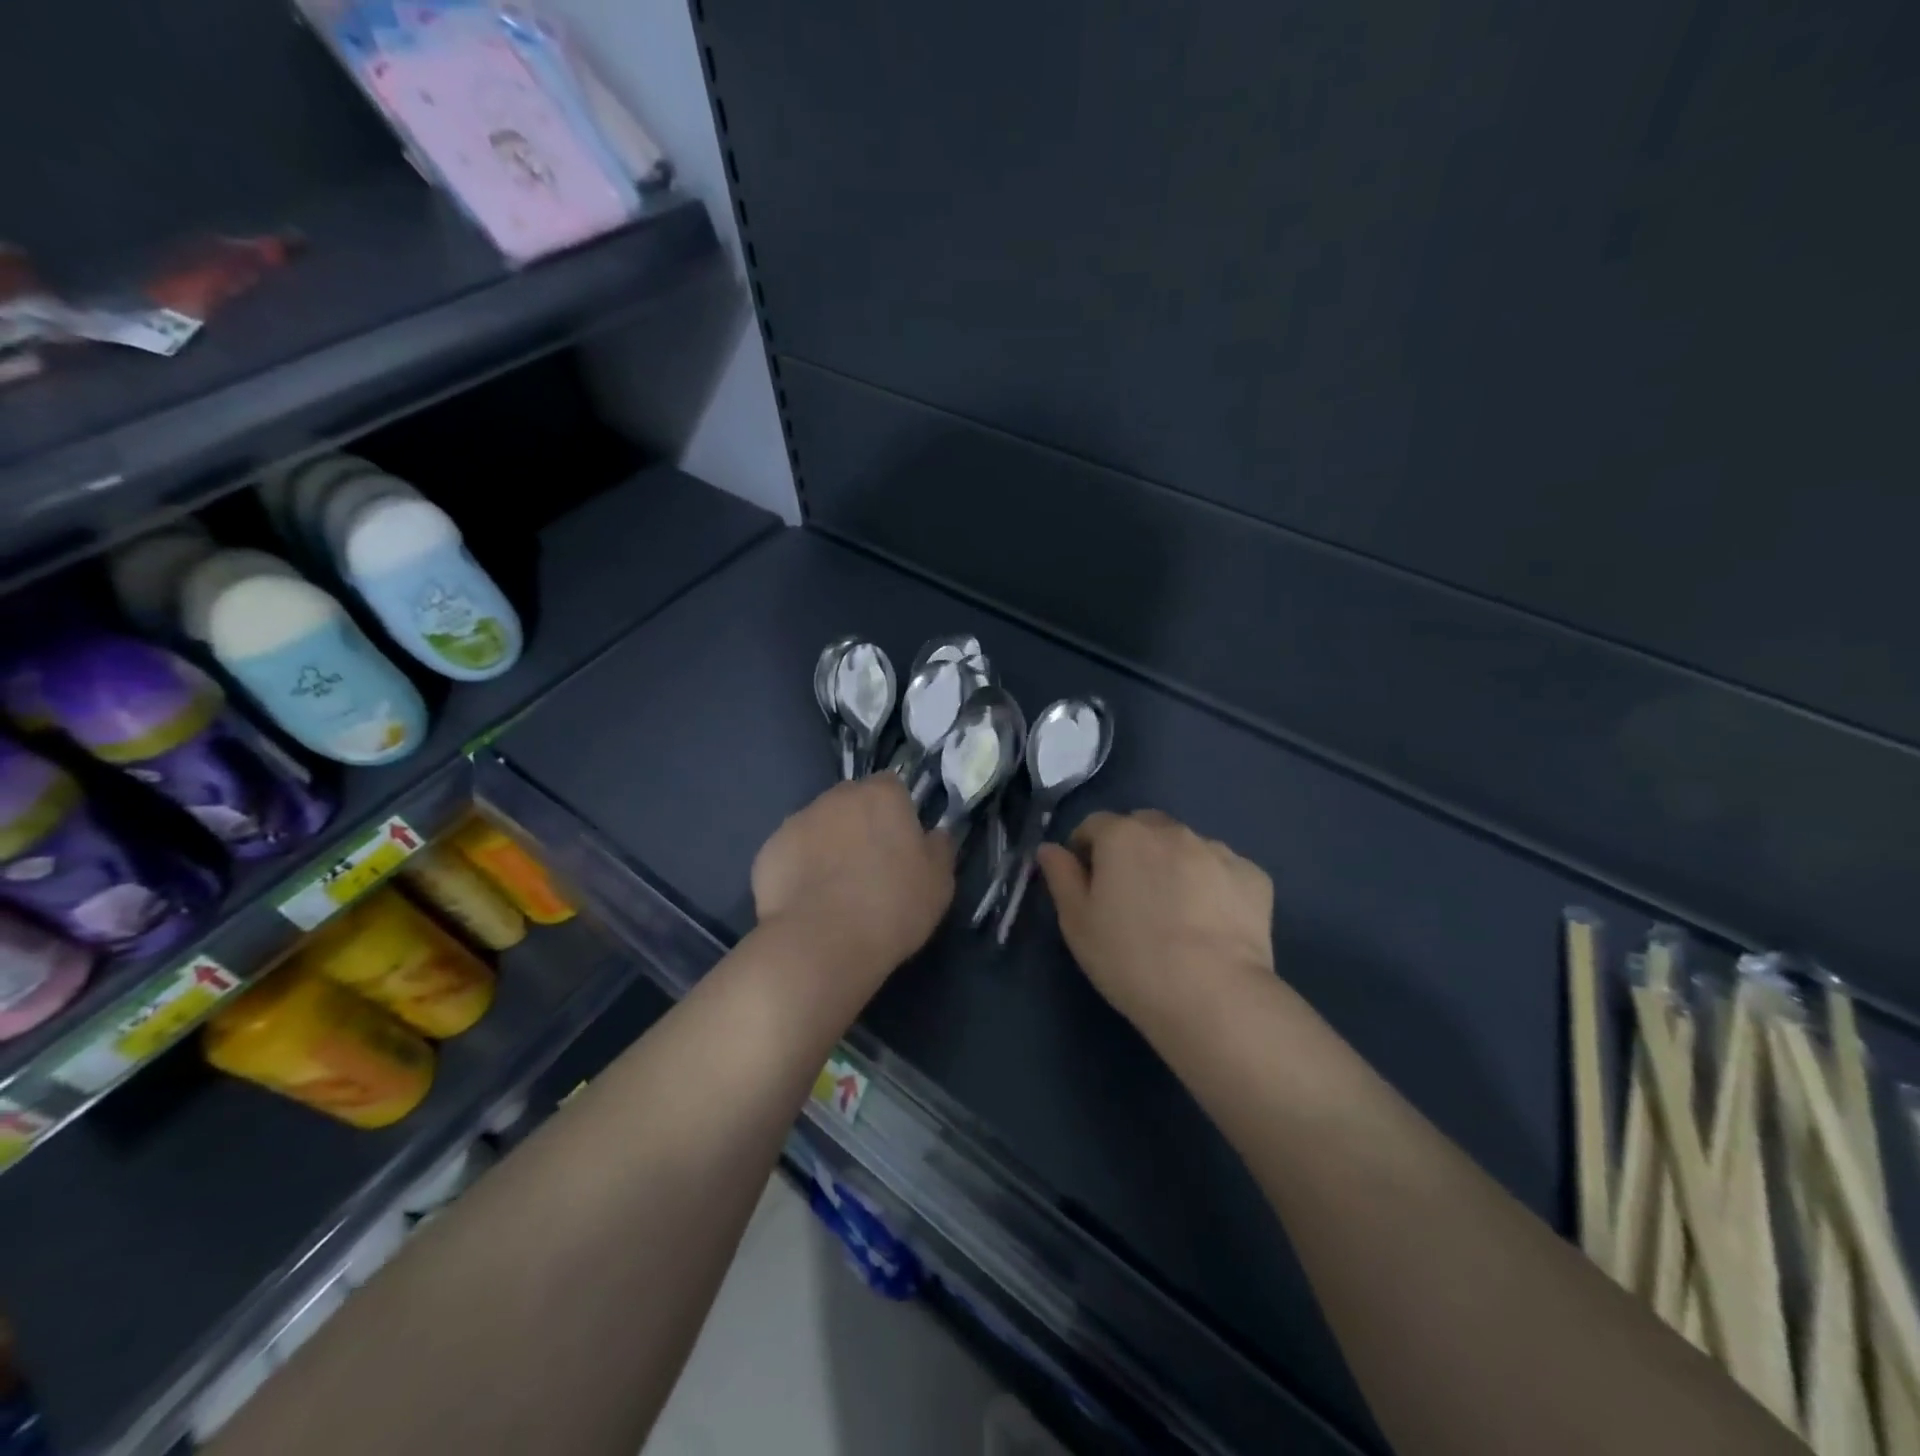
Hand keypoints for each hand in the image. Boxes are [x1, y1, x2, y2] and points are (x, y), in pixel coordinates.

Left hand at [752, 776, 953, 985]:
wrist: (821, 944)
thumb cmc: (892, 908)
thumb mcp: (939, 884)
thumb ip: (939, 848)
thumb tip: (935, 834)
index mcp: (882, 795)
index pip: (892, 786)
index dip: (896, 813)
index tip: (900, 844)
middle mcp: (837, 797)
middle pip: (852, 801)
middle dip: (859, 824)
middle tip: (868, 866)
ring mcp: (798, 821)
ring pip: (819, 825)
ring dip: (828, 844)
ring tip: (834, 887)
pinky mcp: (769, 850)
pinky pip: (791, 852)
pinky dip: (799, 867)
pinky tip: (807, 900)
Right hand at [1037, 809, 1274, 1033]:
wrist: (1212, 995)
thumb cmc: (1130, 958)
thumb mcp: (1077, 922)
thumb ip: (1061, 876)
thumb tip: (1050, 849)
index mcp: (1123, 835)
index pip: (1094, 824)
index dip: (1085, 849)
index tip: (1087, 881)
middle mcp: (1171, 831)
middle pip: (1143, 827)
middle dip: (1132, 848)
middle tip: (1131, 894)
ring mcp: (1217, 851)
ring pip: (1186, 846)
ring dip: (1174, 863)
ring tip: (1176, 911)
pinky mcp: (1253, 877)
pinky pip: (1223, 871)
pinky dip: (1213, 885)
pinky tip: (1212, 922)